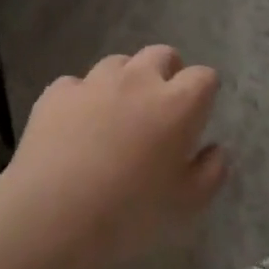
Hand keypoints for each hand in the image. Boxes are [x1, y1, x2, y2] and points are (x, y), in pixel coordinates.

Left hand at [0, 46, 225, 268]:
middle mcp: (138, 80)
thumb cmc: (130, 213)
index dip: (204, 93)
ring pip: (118, 63)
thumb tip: (215, 149)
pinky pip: (77, 85)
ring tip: (116, 115)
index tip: (197, 114)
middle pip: (161, 54)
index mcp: (177, 104)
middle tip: (160, 108)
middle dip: (167, 73)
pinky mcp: (57, 92)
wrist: (53, 214)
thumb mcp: (187, 204)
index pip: (204, 77)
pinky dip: (82, 99)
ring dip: (124, 81)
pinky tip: (76, 128)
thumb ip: (211, 171)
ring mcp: (94, 82)